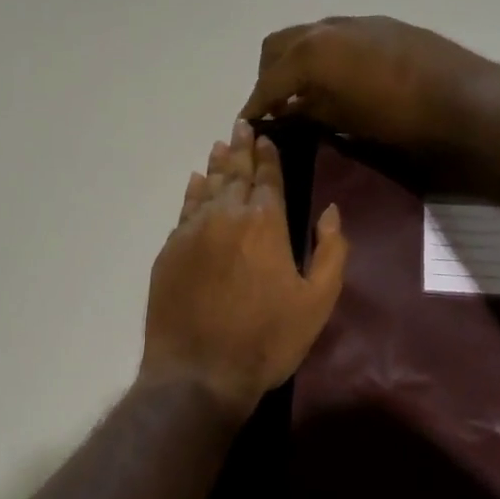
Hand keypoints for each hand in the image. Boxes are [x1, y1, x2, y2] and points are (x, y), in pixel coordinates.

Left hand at [141, 120, 348, 417]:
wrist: (200, 371)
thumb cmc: (267, 340)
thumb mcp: (318, 301)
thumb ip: (331, 251)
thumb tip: (330, 210)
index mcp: (265, 223)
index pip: (268, 178)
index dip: (269, 156)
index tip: (266, 137)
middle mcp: (226, 216)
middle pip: (235, 175)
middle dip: (241, 150)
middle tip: (241, 127)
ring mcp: (191, 232)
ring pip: (206, 188)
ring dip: (217, 165)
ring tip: (222, 145)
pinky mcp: (169, 252)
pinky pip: (184, 211)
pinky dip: (192, 193)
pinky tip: (196, 182)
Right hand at [239, 15, 499, 153]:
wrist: (464, 98)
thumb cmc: (398, 117)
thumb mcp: (343, 120)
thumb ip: (308, 110)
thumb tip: (287, 109)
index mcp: (312, 51)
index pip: (268, 81)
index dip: (254, 105)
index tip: (247, 124)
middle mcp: (327, 28)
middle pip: (279, 46)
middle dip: (269, 75)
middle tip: (274, 106)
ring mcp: (356, 23)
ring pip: (308, 36)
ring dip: (296, 62)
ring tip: (303, 93)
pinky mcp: (381, 26)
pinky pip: (336, 37)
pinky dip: (323, 56)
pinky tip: (336, 80)